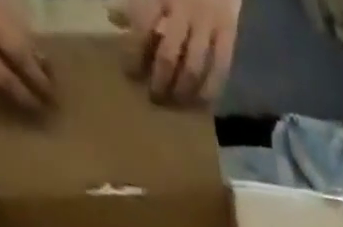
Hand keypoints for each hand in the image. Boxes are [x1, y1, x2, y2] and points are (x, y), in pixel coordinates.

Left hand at [112, 0, 241, 103]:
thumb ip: (137, 0)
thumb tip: (115, 19)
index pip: (141, 28)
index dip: (134, 54)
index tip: (131, 73)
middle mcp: (182, 9)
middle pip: (168, 56)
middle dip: (160, 82)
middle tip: (155, 97)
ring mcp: (207, 23)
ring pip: (193, 69)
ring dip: (183, 91)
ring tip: (177, 101)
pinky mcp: (228, 33)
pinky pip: (220, 69)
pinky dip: (211, 88)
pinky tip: (202, 100)